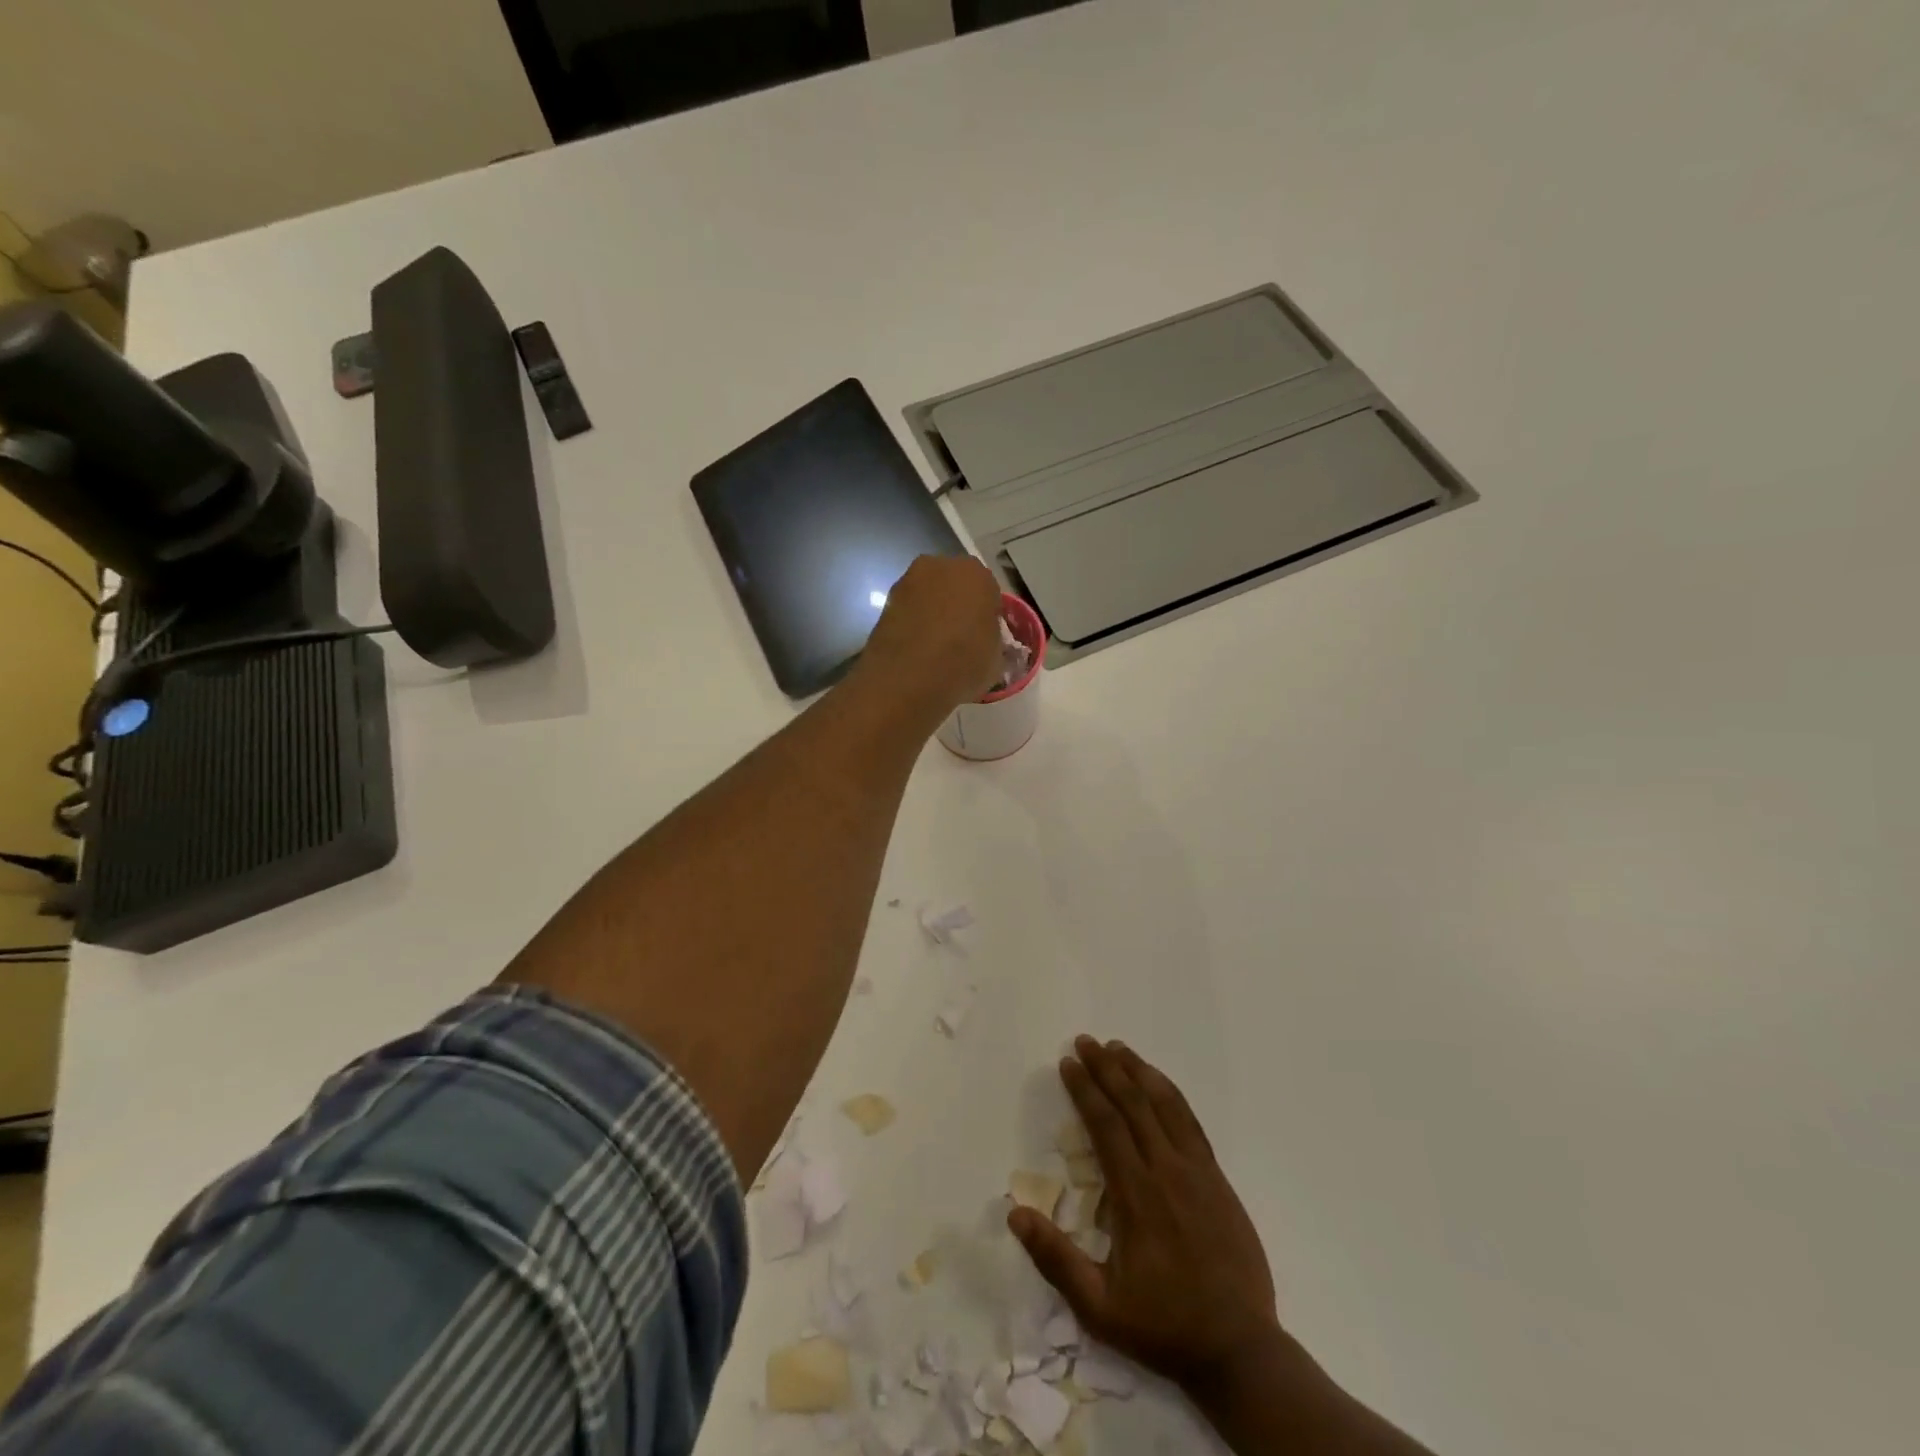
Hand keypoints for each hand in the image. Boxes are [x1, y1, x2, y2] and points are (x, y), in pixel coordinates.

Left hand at [858, 554, 1003, 714]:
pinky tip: (916, 648)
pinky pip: (909, 609)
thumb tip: (986, 642)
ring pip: (930, 595)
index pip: (990, 592)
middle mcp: (941, 566)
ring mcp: (909, 580)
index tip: (985, 637)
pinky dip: (913, 622)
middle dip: (959, 606)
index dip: (988, 616)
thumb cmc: (962, 664)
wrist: (906, 679)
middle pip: (956, 585)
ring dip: (934, 612)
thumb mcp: (996, 659)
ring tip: (935, 646)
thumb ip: (994, 641)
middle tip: (961, 638)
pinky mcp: (886, 600)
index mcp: (977, 574)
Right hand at [1008, 1037, 1284, 1394]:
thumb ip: (1056, 1259)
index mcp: (1136, 1196)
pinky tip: (1159, 1082)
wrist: (1240, 1350)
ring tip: (1118, 1048)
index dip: (1085, 1090)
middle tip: (1085, 1041)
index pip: (1106, 1125)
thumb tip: (1014, 1214)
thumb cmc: (1163, 1326)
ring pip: (1165, 1105)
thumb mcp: (1099, 1307)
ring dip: (1139, 1072)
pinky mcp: (1217, 1178)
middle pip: (1133, 1104)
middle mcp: (1167, 1171)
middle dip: (1106, 1068)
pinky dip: (1171, 1094)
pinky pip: (1191, 1122)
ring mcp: (1197, 1171)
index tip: (1067, 1063)